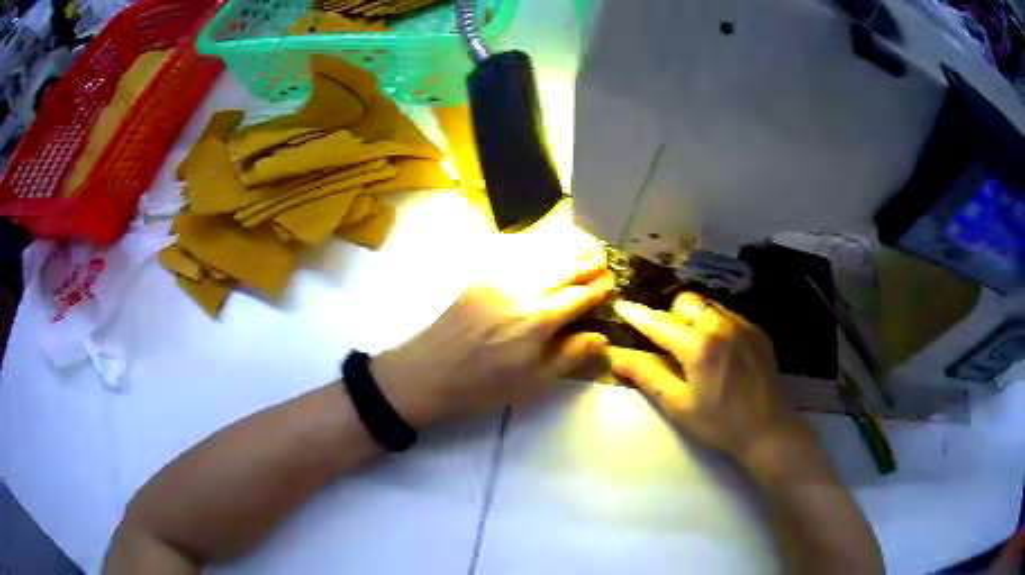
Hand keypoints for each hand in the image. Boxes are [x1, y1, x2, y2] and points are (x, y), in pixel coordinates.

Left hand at [371, 256, 613, 427]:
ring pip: (540, 256)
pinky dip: (537, 251)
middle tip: (602, 257)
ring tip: (583, 247)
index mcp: (539, 319)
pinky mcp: (479, 278)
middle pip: (562, 268)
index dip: (598, 289)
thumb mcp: (534, 382)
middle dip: (586, 262)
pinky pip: (516, 256)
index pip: (579, 296)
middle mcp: (523, 290)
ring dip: (564, 251)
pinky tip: (545, 252)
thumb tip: (601, 336)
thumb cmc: (483, 386)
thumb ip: (570, 356)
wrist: (427, 373)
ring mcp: (498, 279)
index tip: (611, 284)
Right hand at [609, 293, 810, 456]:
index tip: (622, 306)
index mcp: (699, 347)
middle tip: (671, 345)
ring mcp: (743, 325)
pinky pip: (728, 314)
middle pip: (686, 302)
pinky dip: (716, 325)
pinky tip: (721, 352)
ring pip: (708, 305)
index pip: (660, 323)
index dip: (638, 315)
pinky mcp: (757, 330)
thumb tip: (616, 355)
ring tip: (697, 347)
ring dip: (695, 319)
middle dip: (672, 317)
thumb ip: (647, 375)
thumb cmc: (719, 423)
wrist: (767, 428)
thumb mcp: (678, 405)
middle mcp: (722, 326)